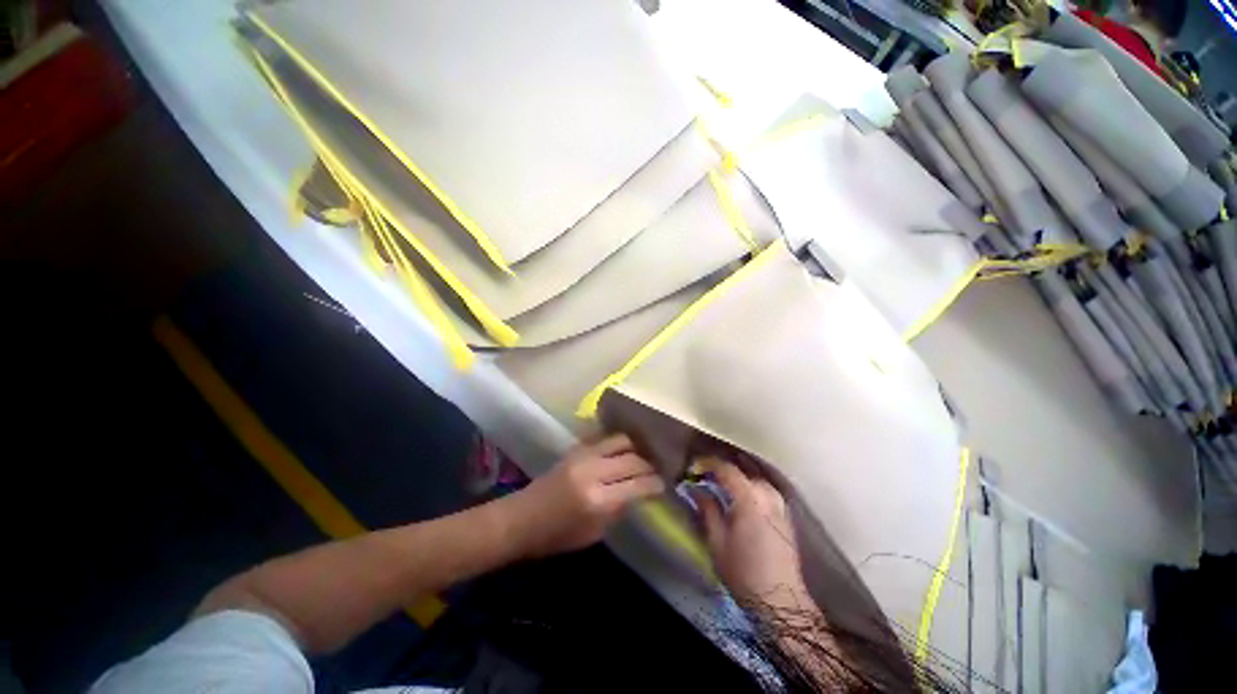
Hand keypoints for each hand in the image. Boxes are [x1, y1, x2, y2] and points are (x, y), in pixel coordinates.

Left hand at [501, 435, 665, 558]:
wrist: (523, 518)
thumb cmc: (557, 536)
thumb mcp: (594, 533)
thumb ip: (619, 509)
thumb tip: (639, 492)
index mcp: (598, 500)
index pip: (638, 485)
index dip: (655, 484)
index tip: (663, 484)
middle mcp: (593, 471)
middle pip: (633, 459)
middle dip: (649, 466)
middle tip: (655, 472)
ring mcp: (583, 455)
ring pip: (621, 440)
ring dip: (635, 448)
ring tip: (641, 457)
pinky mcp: (576, 448)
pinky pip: (604, 438)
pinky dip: (617, 443)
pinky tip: (623, 450)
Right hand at [691, 459, 810, 611]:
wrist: (780, 600)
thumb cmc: (743, 571)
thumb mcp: (717, 541)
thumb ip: (707, 510)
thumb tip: (697, 491)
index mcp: (749, 499)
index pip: (728, 469)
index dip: (710, 463)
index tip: (697, 465)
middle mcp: (767, 496)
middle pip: (745, 472)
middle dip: (726, 470)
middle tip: (709, 475)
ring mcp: (780, 506)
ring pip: (759, 480)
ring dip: (742, 478)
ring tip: (727, 483)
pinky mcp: (787, 518)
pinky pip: (768, 492)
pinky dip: (754, 488)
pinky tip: (747, 497)